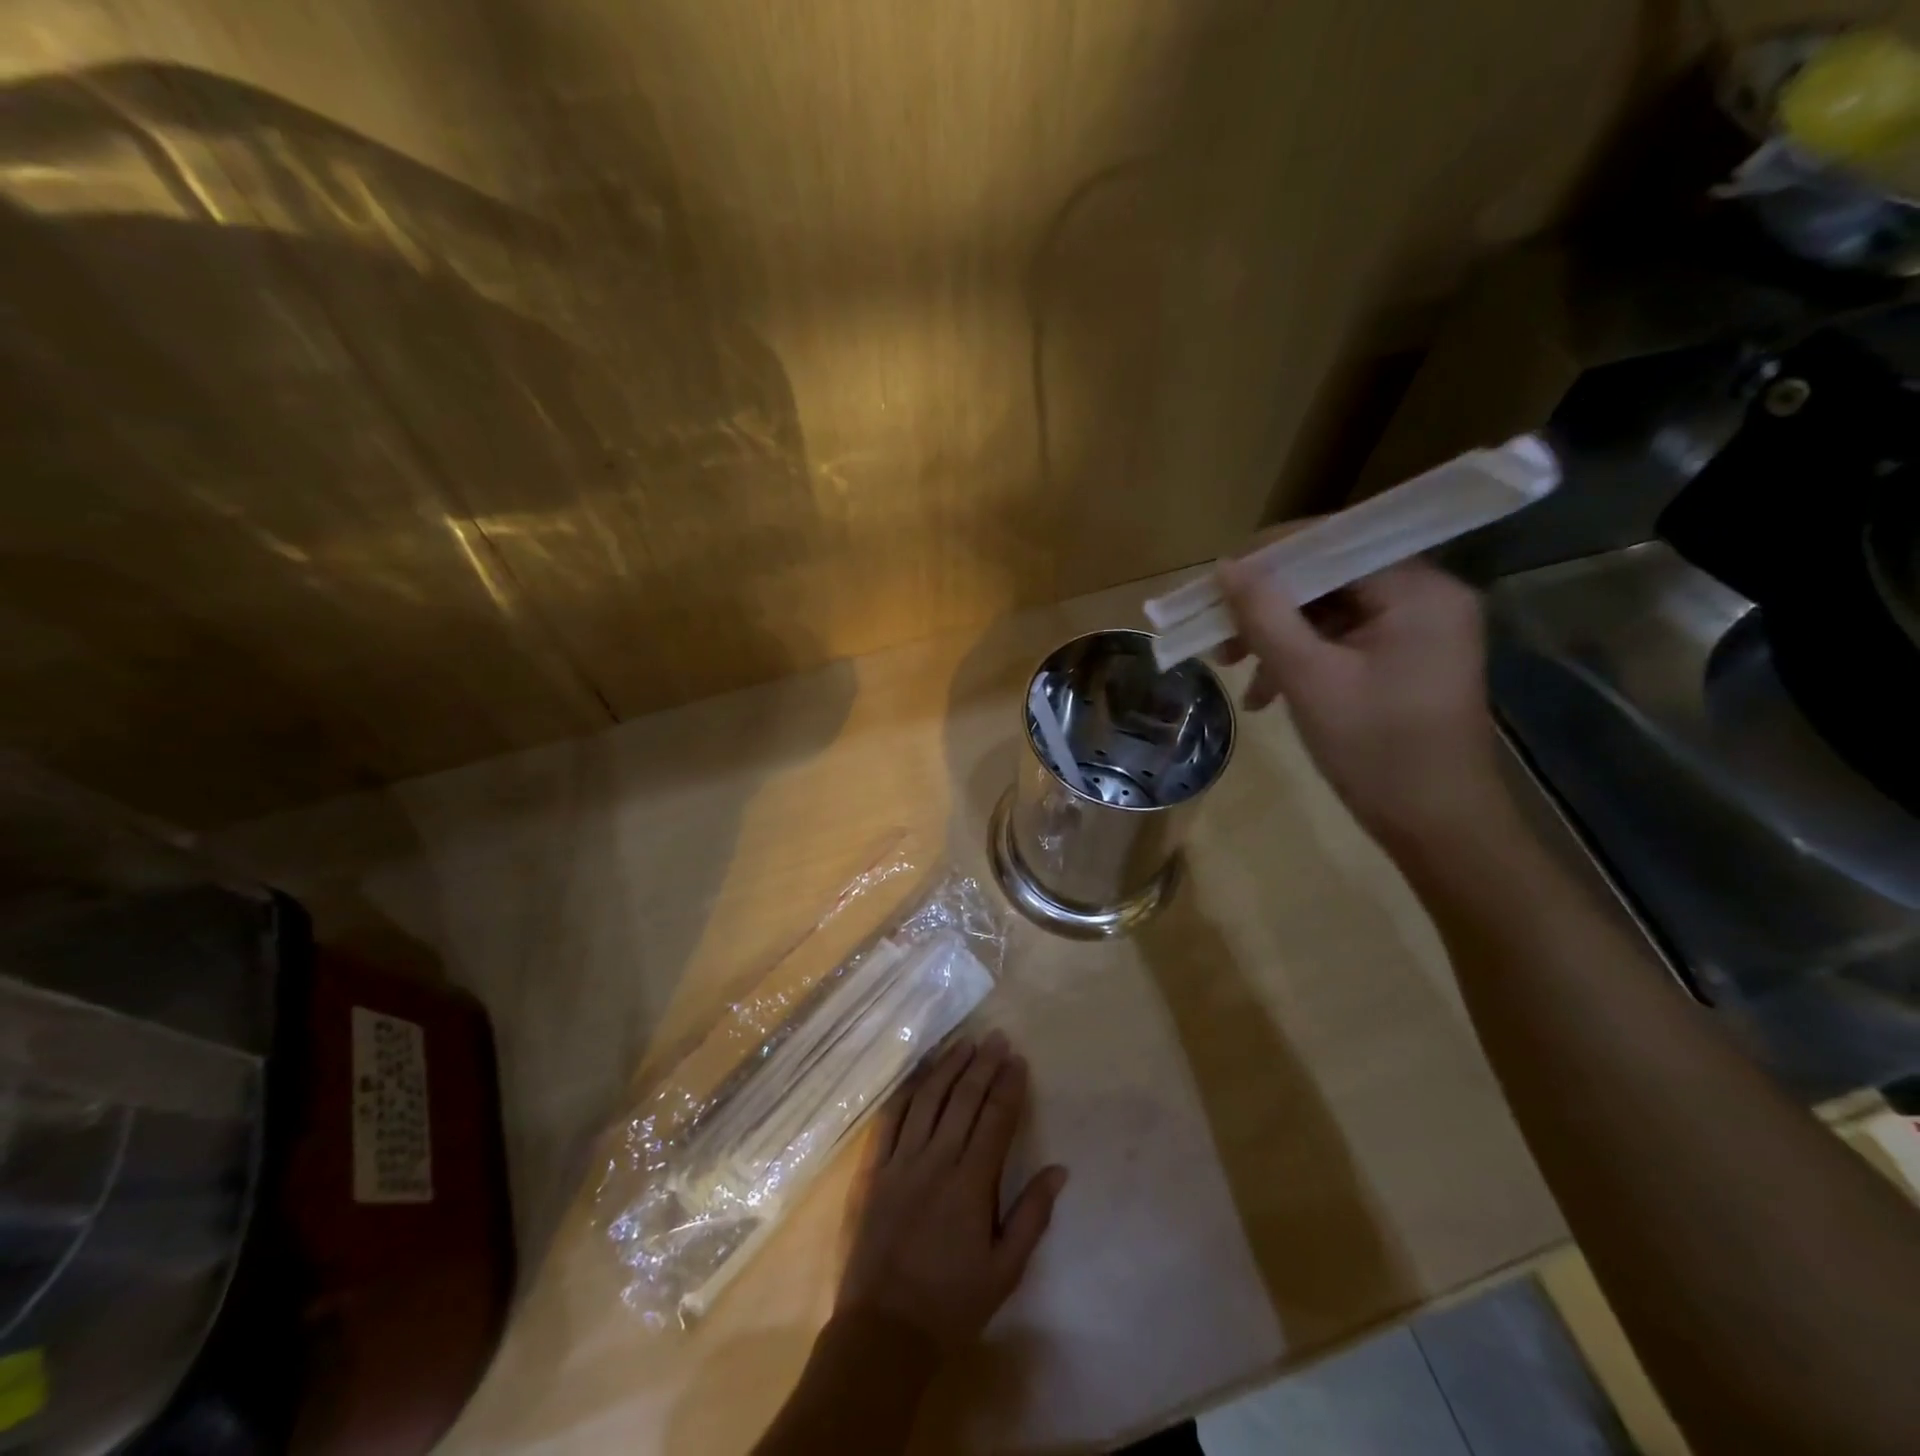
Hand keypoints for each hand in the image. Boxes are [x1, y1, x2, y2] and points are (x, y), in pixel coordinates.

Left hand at [837, 1032, 1067, 1354]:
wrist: (883, 1333)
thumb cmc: (951, 1304)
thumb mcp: (1004, 1272)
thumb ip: (1032, 1216)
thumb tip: (1059, 1170)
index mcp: (971, 1184)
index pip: (995, 1119)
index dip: (1009, 1086)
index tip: (1018, 1060)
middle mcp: (936, 1161)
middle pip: (963, 1099)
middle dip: (982, 1065)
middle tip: (995, 1037)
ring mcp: (900, 1161)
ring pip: (927, 1099)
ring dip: (947, 1066)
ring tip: (963, 1043)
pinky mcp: (871, 1170)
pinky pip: (889, 1119)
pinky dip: (906, 1091)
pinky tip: (918, 1073)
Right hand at [1218, 556, 1504, 851]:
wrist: (1437, 827)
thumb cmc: (1377, 751)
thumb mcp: (1310, 679)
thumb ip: (1265, 616)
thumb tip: (1224, 567)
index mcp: (1418, 590)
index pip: (1334, 544)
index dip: (1268, 558)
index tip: (1215, 585)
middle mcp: (1425, 596)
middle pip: (1329, 577)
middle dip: (1268, 606)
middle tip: (1217, 634)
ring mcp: (1417, 630)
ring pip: (1330, 611)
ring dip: (1277, 636)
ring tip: (1232, 669)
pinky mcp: (1405, 660)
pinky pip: (1342, 641)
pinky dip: (1301, 659)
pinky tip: (1265, 693)